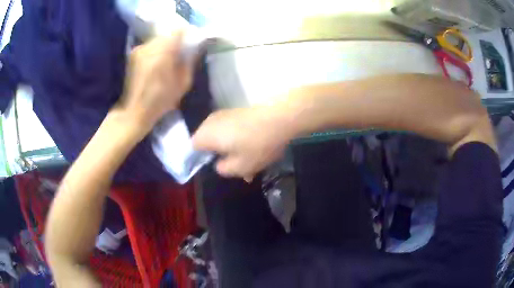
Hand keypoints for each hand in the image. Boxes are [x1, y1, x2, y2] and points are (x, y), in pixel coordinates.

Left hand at [119, 31, 197, 133]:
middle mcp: (150, 45)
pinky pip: (149, 46)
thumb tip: (194, 49)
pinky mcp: (133, 54)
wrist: (134, 111)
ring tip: (166, 62)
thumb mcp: (183, 83)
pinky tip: (155, 65)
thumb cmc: (161, 100)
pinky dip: (155, 51)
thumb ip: (190, 61)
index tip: (190, 45)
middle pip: (168, 34)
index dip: (187, 35)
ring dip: (164, 47)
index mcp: (164, 51)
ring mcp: (139, 49)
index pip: (179, 31)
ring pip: (158, 40)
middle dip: (175, 42)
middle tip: (179, 55)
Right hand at [192, 107, 293, 180]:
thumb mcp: (239, 167)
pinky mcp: (238, 112)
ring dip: (233, 151)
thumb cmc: (257, 145)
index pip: (192, 148)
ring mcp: (225, 114)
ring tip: (250, 165)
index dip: (201, 160)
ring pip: (223, 137)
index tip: (215, 168)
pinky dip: (240, 141)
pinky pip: (233, 130)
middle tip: (236, 169)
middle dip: (221, 157)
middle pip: (209, 142)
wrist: (281, 118)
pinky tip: (255, 151)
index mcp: (205, 135)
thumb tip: (219, 164)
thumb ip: (223, 169)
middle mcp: (211, 122)